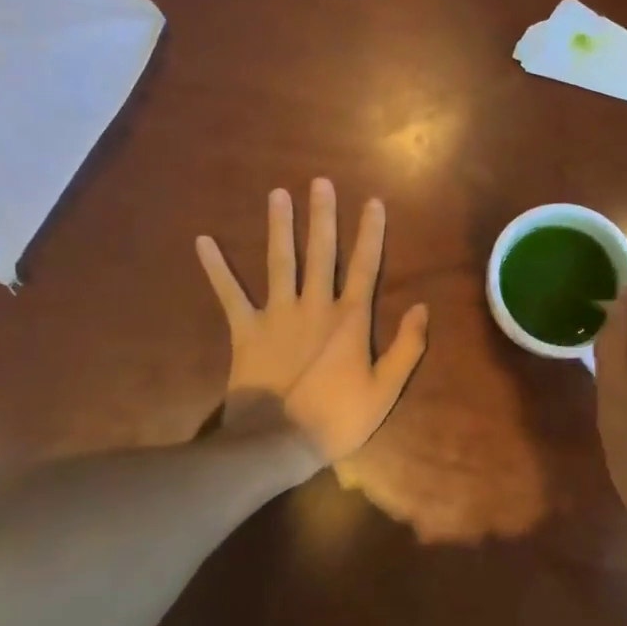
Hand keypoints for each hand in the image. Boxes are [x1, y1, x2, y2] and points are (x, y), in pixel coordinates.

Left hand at [196, 179, 427, 467]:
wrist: (276, 443)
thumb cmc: (337, 419)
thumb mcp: (385, 390)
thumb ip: (407, 347)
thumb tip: (423, 308)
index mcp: (350, 319)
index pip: (365, 266)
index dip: (370, 233)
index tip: (372, 201)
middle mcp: (315, 306)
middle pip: (321, 252)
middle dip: (322, 216)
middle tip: (319, 182)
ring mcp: (277, 315)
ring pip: (280, 261)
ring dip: (279, 226)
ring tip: (277, 194)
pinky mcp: (246, 330)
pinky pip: (229, 294)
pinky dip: (216, 268)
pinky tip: (203, 241)